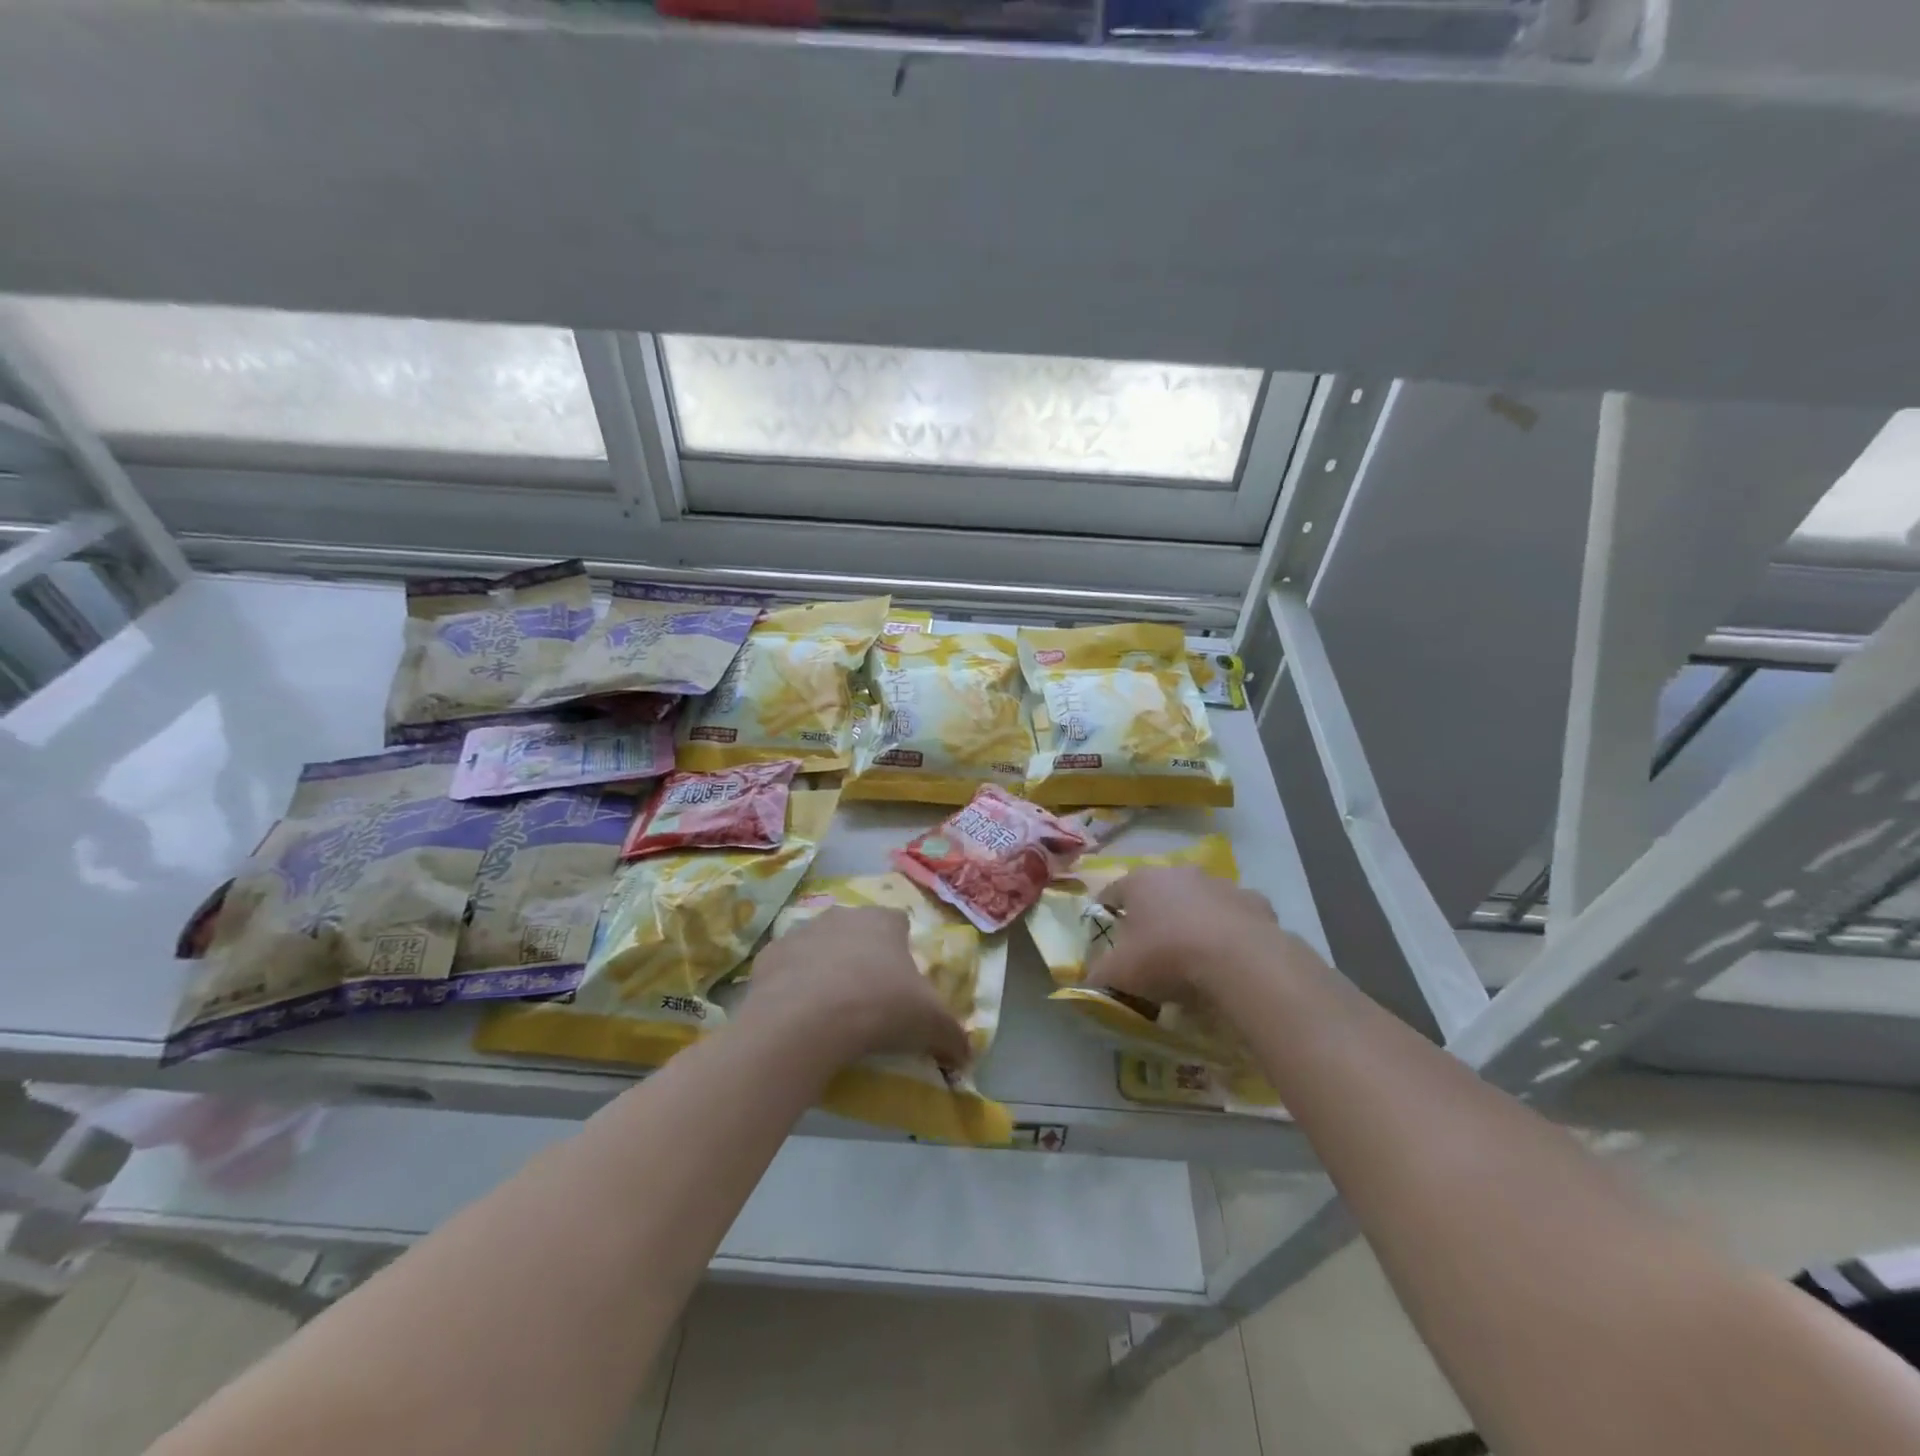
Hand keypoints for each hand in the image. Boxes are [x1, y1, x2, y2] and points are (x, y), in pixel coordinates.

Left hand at [739, 906, 971, 1070]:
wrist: (806, 1021)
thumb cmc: (879, 1007)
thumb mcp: (931, 1024)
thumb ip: (953, 1036)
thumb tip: (967, 1055)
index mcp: (883, 921)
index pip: (898, 923)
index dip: (902, 951)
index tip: (902, 984)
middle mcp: (842, 916)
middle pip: (857, 933)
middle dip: (862, 958)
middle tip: (868, 1000)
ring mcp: (801, 932)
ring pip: (819, 947)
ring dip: (825, 970)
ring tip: (830, 1013)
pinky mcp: (768, 957)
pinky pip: (786, 970)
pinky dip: (792, 988)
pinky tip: (798, 1018)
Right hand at [1088, 866, 1299, 1007]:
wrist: (1240, 962)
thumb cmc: (1167, 957)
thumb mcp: (1119, 973)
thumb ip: (1097, 973)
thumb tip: (1088, 978)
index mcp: (1140, 881)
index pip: (1113, 891)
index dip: (1106, 913)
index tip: (1105, 935)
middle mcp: (1179, 873)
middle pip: (1158, 892)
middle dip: (1153, 915)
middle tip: (1151, 948)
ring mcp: (1221, 884)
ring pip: (1199, 900)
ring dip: (1194, 919)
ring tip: (1194, 955)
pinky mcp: (1256, 902)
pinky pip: (1236, 916)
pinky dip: (1230, 931)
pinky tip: (1230, 957)